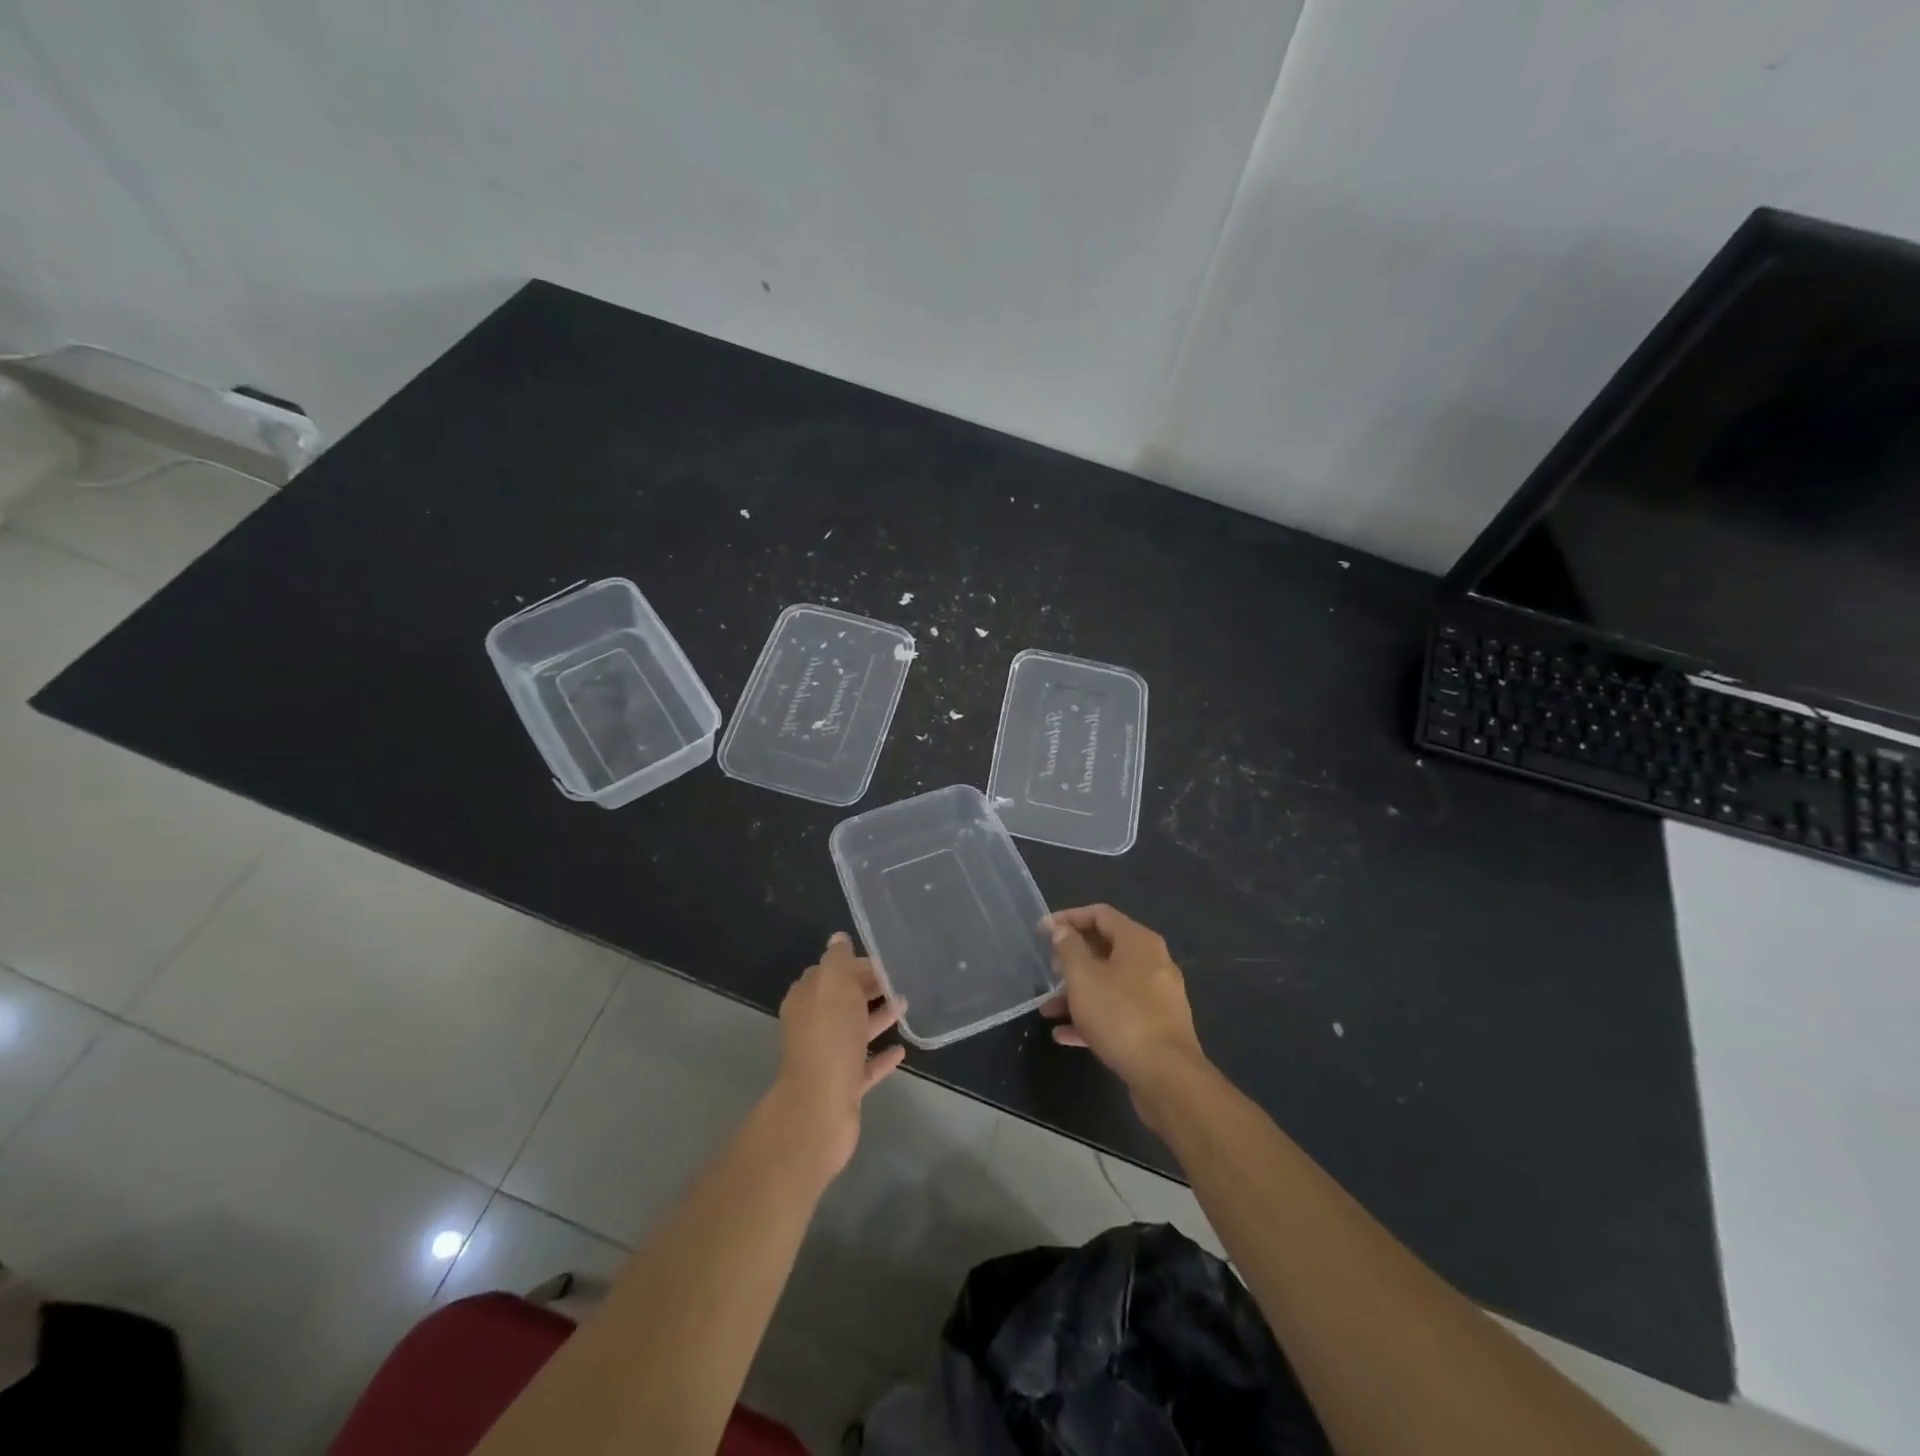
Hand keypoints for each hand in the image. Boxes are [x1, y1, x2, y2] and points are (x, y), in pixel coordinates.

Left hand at [769, 932, 906, 1179]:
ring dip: (878, 1017)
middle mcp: (812, 1026)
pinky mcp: (842, 1087)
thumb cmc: (829, 1038)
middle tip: (900, 980)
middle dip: (867, 988)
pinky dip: (881, 1056)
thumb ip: (838, 960)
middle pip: (842, 1000)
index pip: (830, 972)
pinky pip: (864, 1065)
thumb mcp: (834, 985)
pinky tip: (901, 1049)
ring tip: (907, 1006)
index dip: (855, 965)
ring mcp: (827, 1058)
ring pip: (854, 1030)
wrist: (819, 1109)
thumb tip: (838, 938)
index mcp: (807, 999)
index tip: (884, 961)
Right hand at [1041, 905, 1205, 1101]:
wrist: (1166, 1076)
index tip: (1042, 931)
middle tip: (1048, 970)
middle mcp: (1153, 962)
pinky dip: (1093, 1017)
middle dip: (1072, 959)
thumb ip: (1069, 949)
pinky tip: (1065, 1034)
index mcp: (1138, 941)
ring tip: (1048, 1008)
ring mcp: (1157, 996)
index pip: (1100, 914)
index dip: (1068, 917)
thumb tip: (1062, 929)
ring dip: (1078, 992)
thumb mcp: (1083, 977)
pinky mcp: (1156, 1026)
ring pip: (1110, 984)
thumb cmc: (1120, 1015)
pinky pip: (1119, 1012)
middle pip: (1106, 948)